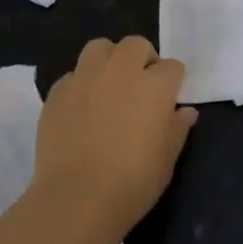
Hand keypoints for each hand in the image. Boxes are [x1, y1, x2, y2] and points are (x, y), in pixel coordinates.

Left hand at [36, 36, 198, 231]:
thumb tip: (185, 111)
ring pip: (100, 48)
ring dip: (109, 60)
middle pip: (135, 45)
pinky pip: (73, 75)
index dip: (172, 82)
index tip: (167, 101)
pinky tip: (81, 109)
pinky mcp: (57, 91)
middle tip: (140, 87)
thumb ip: (177, 128)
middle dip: (142, 59)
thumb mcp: (167, 158)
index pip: (172, 66)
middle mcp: (120, 70)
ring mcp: (85, 77)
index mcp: (154, 85)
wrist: (77, 198)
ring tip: (109, 85)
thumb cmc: (133, 182)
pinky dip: (81, 84)